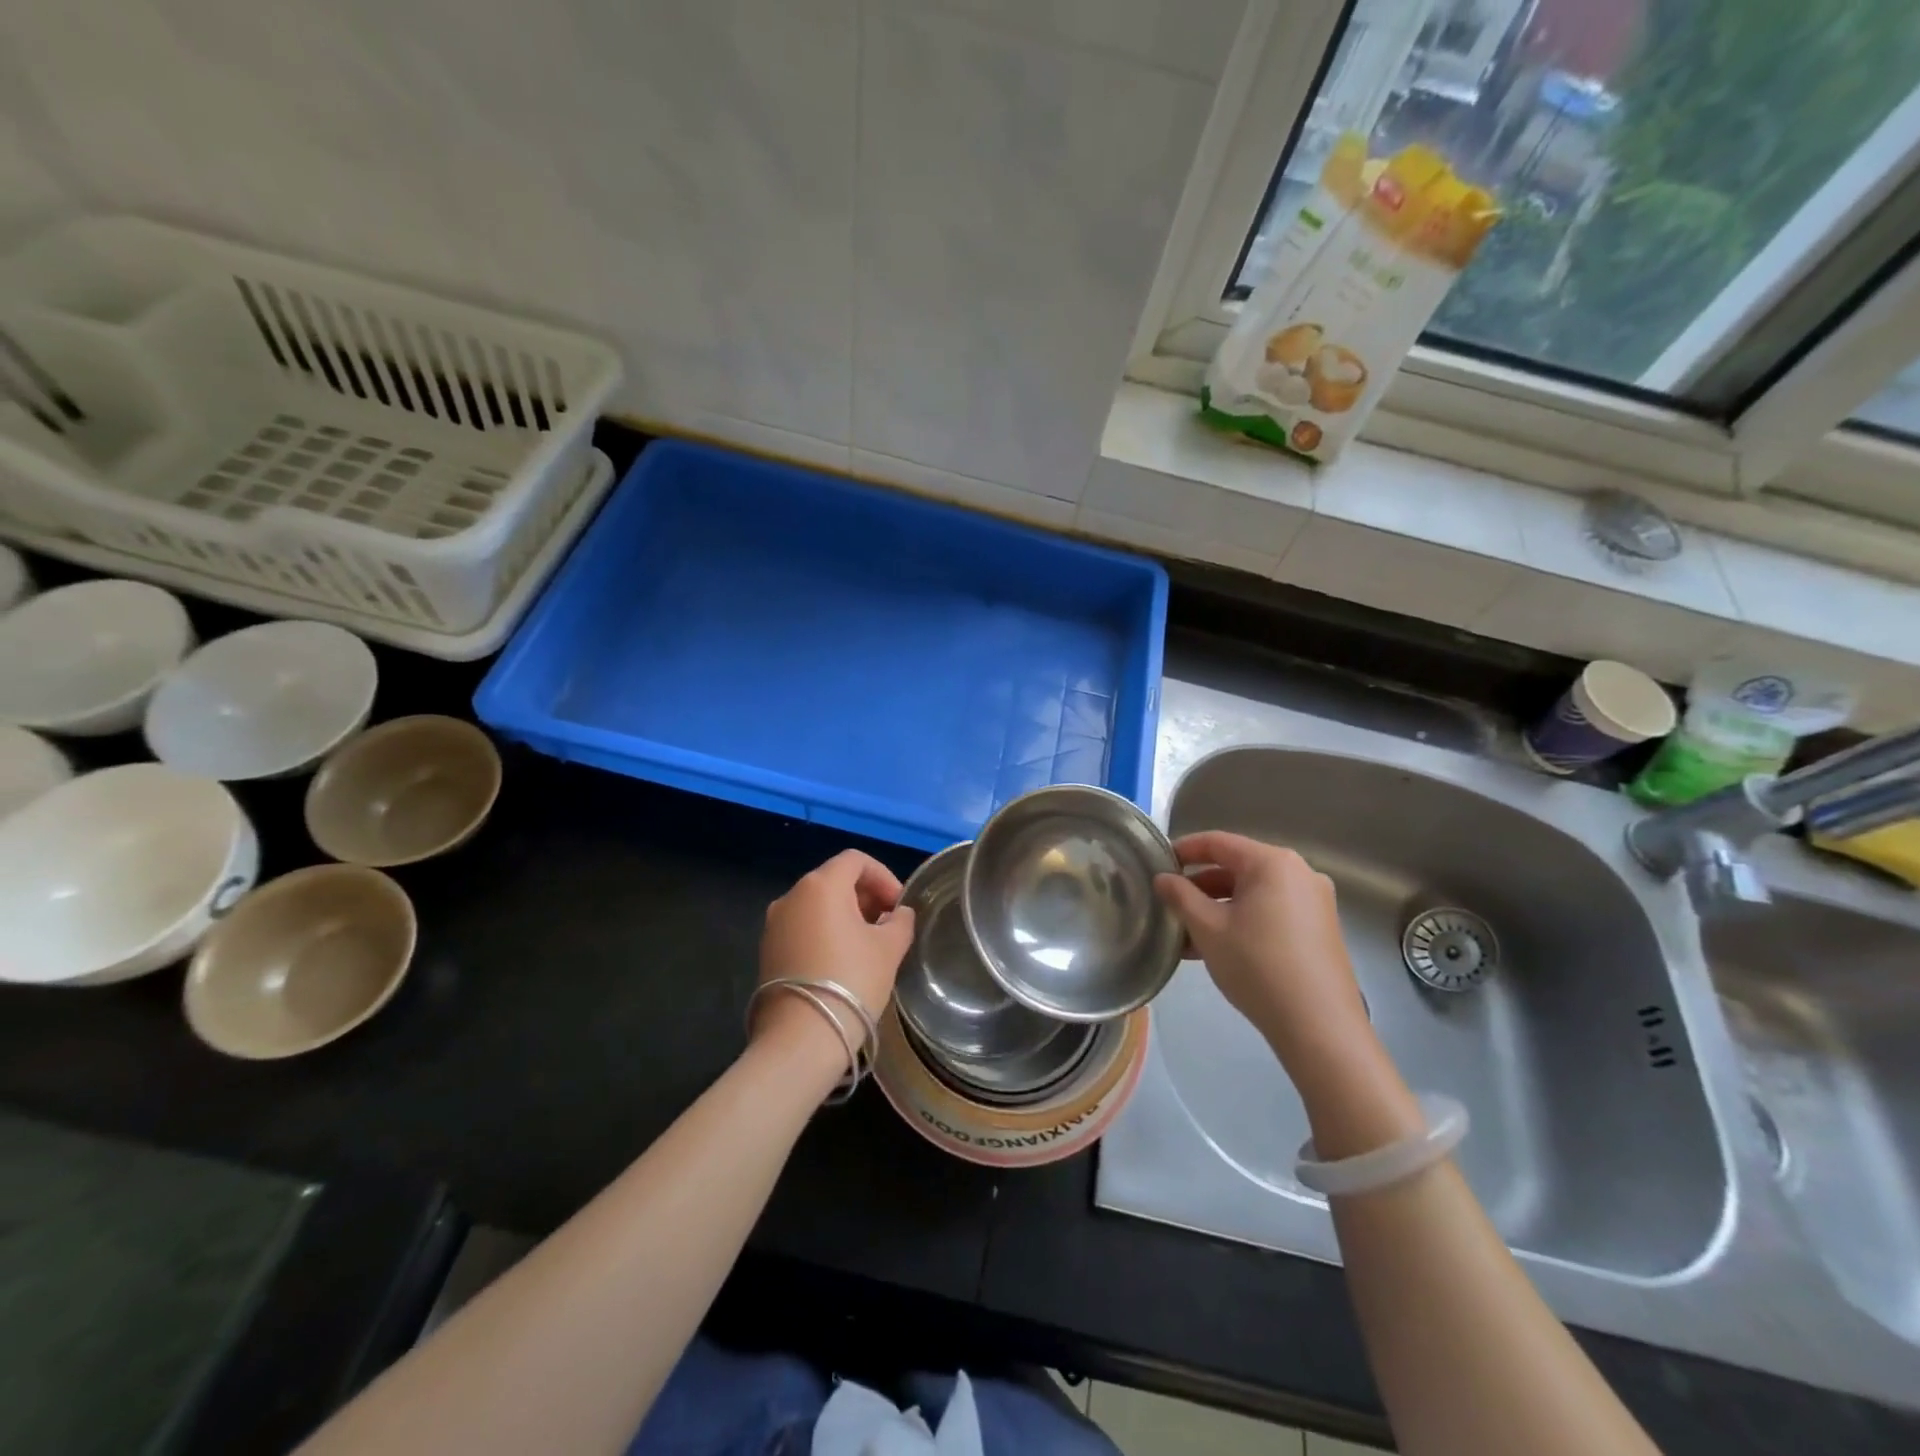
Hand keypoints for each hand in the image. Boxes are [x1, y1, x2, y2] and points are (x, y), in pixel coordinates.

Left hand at [754, 850, 915, 1067]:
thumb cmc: (852, 981)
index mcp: (821, 885)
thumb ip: (900, 922)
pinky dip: (825, 931)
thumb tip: (898, 914)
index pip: (856, 860)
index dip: (883, 876)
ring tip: (868, 944)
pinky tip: (842, 960)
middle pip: (834, 880)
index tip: (899, 905)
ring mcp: (774, 924)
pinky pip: (802, 927)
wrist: (801, 1038)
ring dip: (845, 915)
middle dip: (865, 896)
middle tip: (888, 924)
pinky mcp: (767, 950)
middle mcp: (792, 896)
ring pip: (817, 905)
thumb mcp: (889, 948)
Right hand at [1154, 831, 1373, 1084]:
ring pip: (1253, 893)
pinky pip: (1271, 911)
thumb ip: (1180, 896)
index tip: (1158, 864)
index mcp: (1273, 862)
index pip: (1218, 842)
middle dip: (1200, 886)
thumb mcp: (1208, 928)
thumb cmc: (1257, 965)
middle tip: (1170, 905)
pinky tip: (1218, 948)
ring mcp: (1314, 901)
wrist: (1319, 1026)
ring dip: (1218, 908)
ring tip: (1187, 935)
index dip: (1184, 850)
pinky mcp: (1320, 928)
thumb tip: (1163, 878)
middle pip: (1237, 867)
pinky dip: (1243, 920)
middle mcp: (1299, 872)